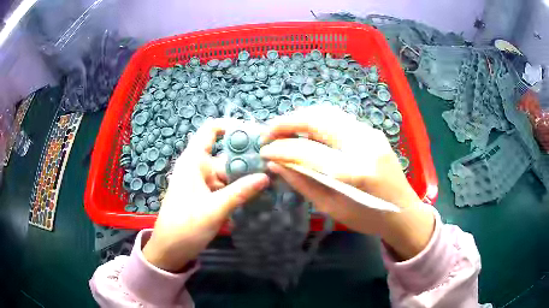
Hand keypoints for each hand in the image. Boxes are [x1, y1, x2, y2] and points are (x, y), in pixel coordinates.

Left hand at [143, 119, 269, 271]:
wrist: (170, 250)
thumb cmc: (186, 226)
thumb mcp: (214, 209)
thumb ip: (240, 192)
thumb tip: (266, 177)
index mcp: (193, 161)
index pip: (211, 130)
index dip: (232, 126)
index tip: (256, 135)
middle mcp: (198, 167)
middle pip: (225, 154)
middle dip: (247, 160)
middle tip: (273, 165)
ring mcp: (201, 182)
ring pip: (227, 173)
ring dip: (245, 178)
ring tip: (270, 183)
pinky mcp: (205, 195)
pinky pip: (224, 187)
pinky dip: (238, 190)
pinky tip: (256, 197)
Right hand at [260, 106, 433, 259]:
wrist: (403, 211)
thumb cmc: (368, 218)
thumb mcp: (332, 208)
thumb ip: (303, 183)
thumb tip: (276, 164)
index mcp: (353, 172)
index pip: (306, 150)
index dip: (280, 148)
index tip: (263, 152)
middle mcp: (363, 144)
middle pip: (317, 119)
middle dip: (286, 122)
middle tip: (268, 134)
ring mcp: (370, 133)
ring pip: (327, 112)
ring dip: (301, 117)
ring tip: (284, 130)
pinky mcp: (372, 130)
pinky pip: (338, 118)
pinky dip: (316, 119)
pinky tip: (306, 130)